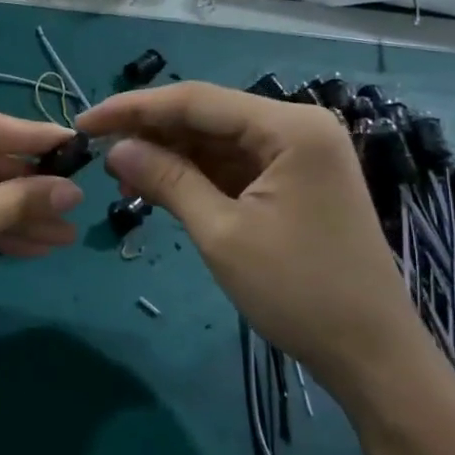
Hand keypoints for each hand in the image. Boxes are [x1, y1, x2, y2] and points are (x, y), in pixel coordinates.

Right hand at [78, 82, 432, 406]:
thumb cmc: (298, 291)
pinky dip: (194, 175)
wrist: (370, 353)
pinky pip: (233, 165)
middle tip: (96, 153)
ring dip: (169, 156)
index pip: (195, 100)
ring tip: (121, 180)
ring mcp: (299, 155)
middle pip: (207, 116)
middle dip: (150, 133)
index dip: (133, 109)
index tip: (84, 124)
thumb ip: (167, 181)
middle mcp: (297, 127)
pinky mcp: (294, 181)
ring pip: (216, 141)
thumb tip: (115, 149)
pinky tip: (158, 188)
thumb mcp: (222, 233)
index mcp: (290, 127)